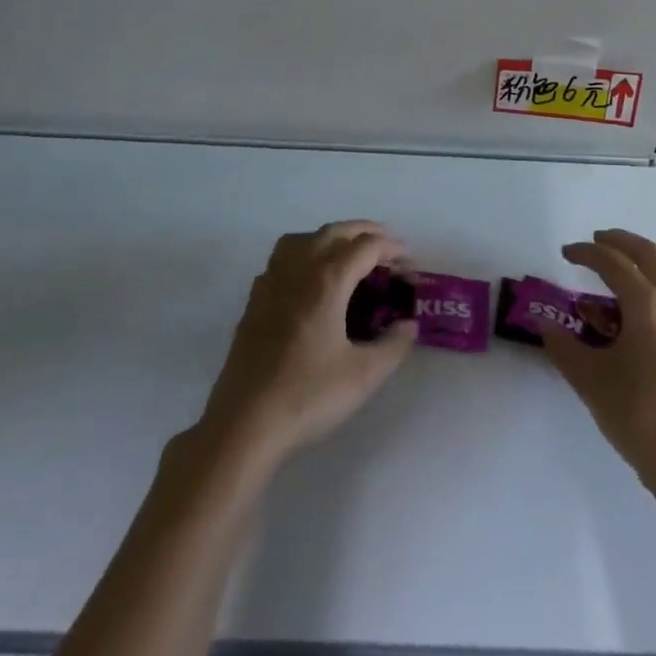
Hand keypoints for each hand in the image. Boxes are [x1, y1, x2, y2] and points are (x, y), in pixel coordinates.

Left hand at [196, 220, 418, 467]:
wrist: (244, 423)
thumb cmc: (307, 395)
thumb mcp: (364, 375)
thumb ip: (393, 345)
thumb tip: (408, 325)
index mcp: (327, 280)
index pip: (366, 246)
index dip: (393, 249)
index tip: (411, 265)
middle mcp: (298, 270)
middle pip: (334, 232)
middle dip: (365, 233)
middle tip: (388, 250)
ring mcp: (271, 282)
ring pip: (303, 239)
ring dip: (331, 238)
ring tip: (349, 256)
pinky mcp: (254, 301)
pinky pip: (282, 259)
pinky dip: (305, 255)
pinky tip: (311, 282)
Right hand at [540, 229, 655, 501]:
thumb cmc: (640, 419)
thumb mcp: (590, 380)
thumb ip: (563, 345)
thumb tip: (542, 322)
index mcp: (647, 305)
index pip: (612, 262)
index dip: (586, 252)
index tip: (565, 253)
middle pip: (647, 253)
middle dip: (618, 241)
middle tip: (594, 243)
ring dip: (647, 254)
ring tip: (624, 260)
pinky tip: (646, 299)